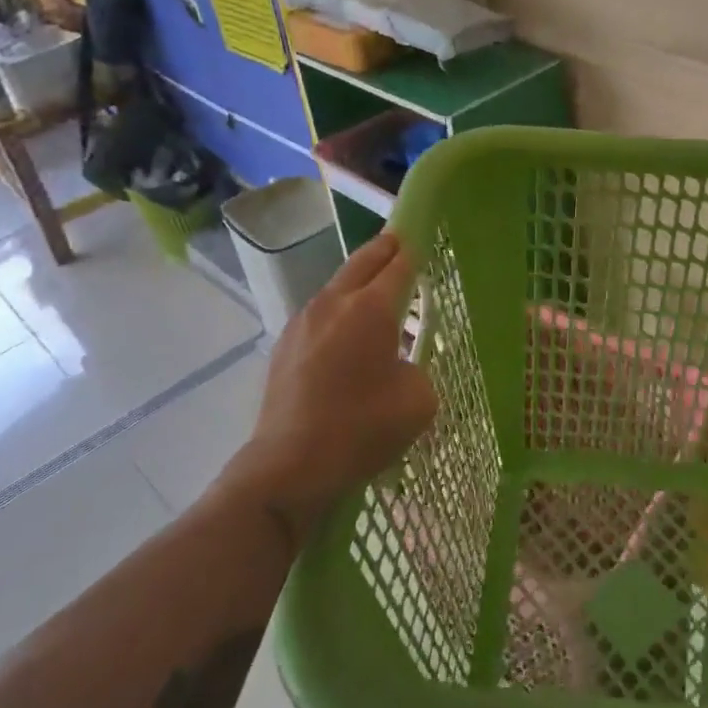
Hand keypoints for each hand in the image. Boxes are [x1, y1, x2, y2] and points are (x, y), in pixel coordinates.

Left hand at [214, 233, 436, 548]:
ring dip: (358, 282)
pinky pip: (319, 314)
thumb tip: (399, 367)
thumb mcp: (418, 401)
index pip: (398, 266)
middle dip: (384, 250)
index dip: (413, 251)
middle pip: (362, 262)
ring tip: (375, 291)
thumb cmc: (362, 429)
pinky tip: (345, 334)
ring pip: (336, 286)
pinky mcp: (284, 345)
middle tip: (399, 244)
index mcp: (371, 309)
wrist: (290, 467)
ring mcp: (303, 322)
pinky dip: (337, 310)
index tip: (422, 240)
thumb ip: (417, 370)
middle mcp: (334, 303)